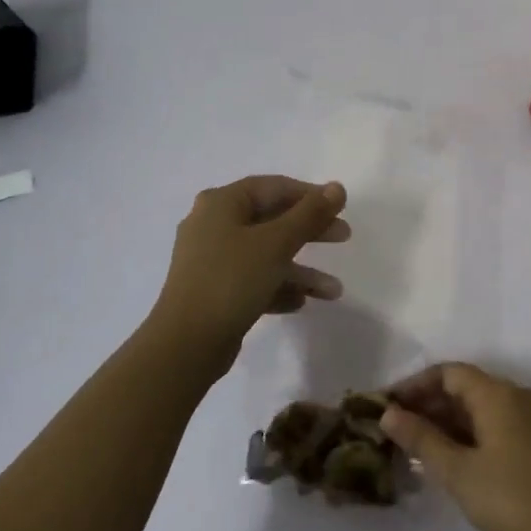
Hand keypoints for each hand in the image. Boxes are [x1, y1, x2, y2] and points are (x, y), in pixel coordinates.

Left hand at [150, 176, 349, 375]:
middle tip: (344, 236)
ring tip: (334, 290)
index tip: (341, 207)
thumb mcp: (276, 243)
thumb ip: (309, 214)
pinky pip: (254, 280)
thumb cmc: (231, 280)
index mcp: (221, 204)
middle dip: (310, 231)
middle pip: (271, 220)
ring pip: (266, 255)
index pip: (273, 187)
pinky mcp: (214, 291)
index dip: (310, 194)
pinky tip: (301, 303)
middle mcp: (213, 225)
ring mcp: (211, 260)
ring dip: (301, 270)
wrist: (185, 344)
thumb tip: (337, 187)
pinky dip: (279, 287)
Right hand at [382, 363, 530, 530]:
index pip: (448, 372)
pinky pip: (492, 423)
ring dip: (446, 420)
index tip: (386, 404)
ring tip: (414, 445)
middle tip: (394, 428)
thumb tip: (388, 414)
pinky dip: (466, 433)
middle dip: (427, 403)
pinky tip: (447, 457)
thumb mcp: (458, 470)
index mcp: (497, 393)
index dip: (414, 384)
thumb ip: (422, 438)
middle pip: (464, 386)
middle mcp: (515, 396)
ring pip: (478, 407)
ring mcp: (529, 419)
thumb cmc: (510, 498)